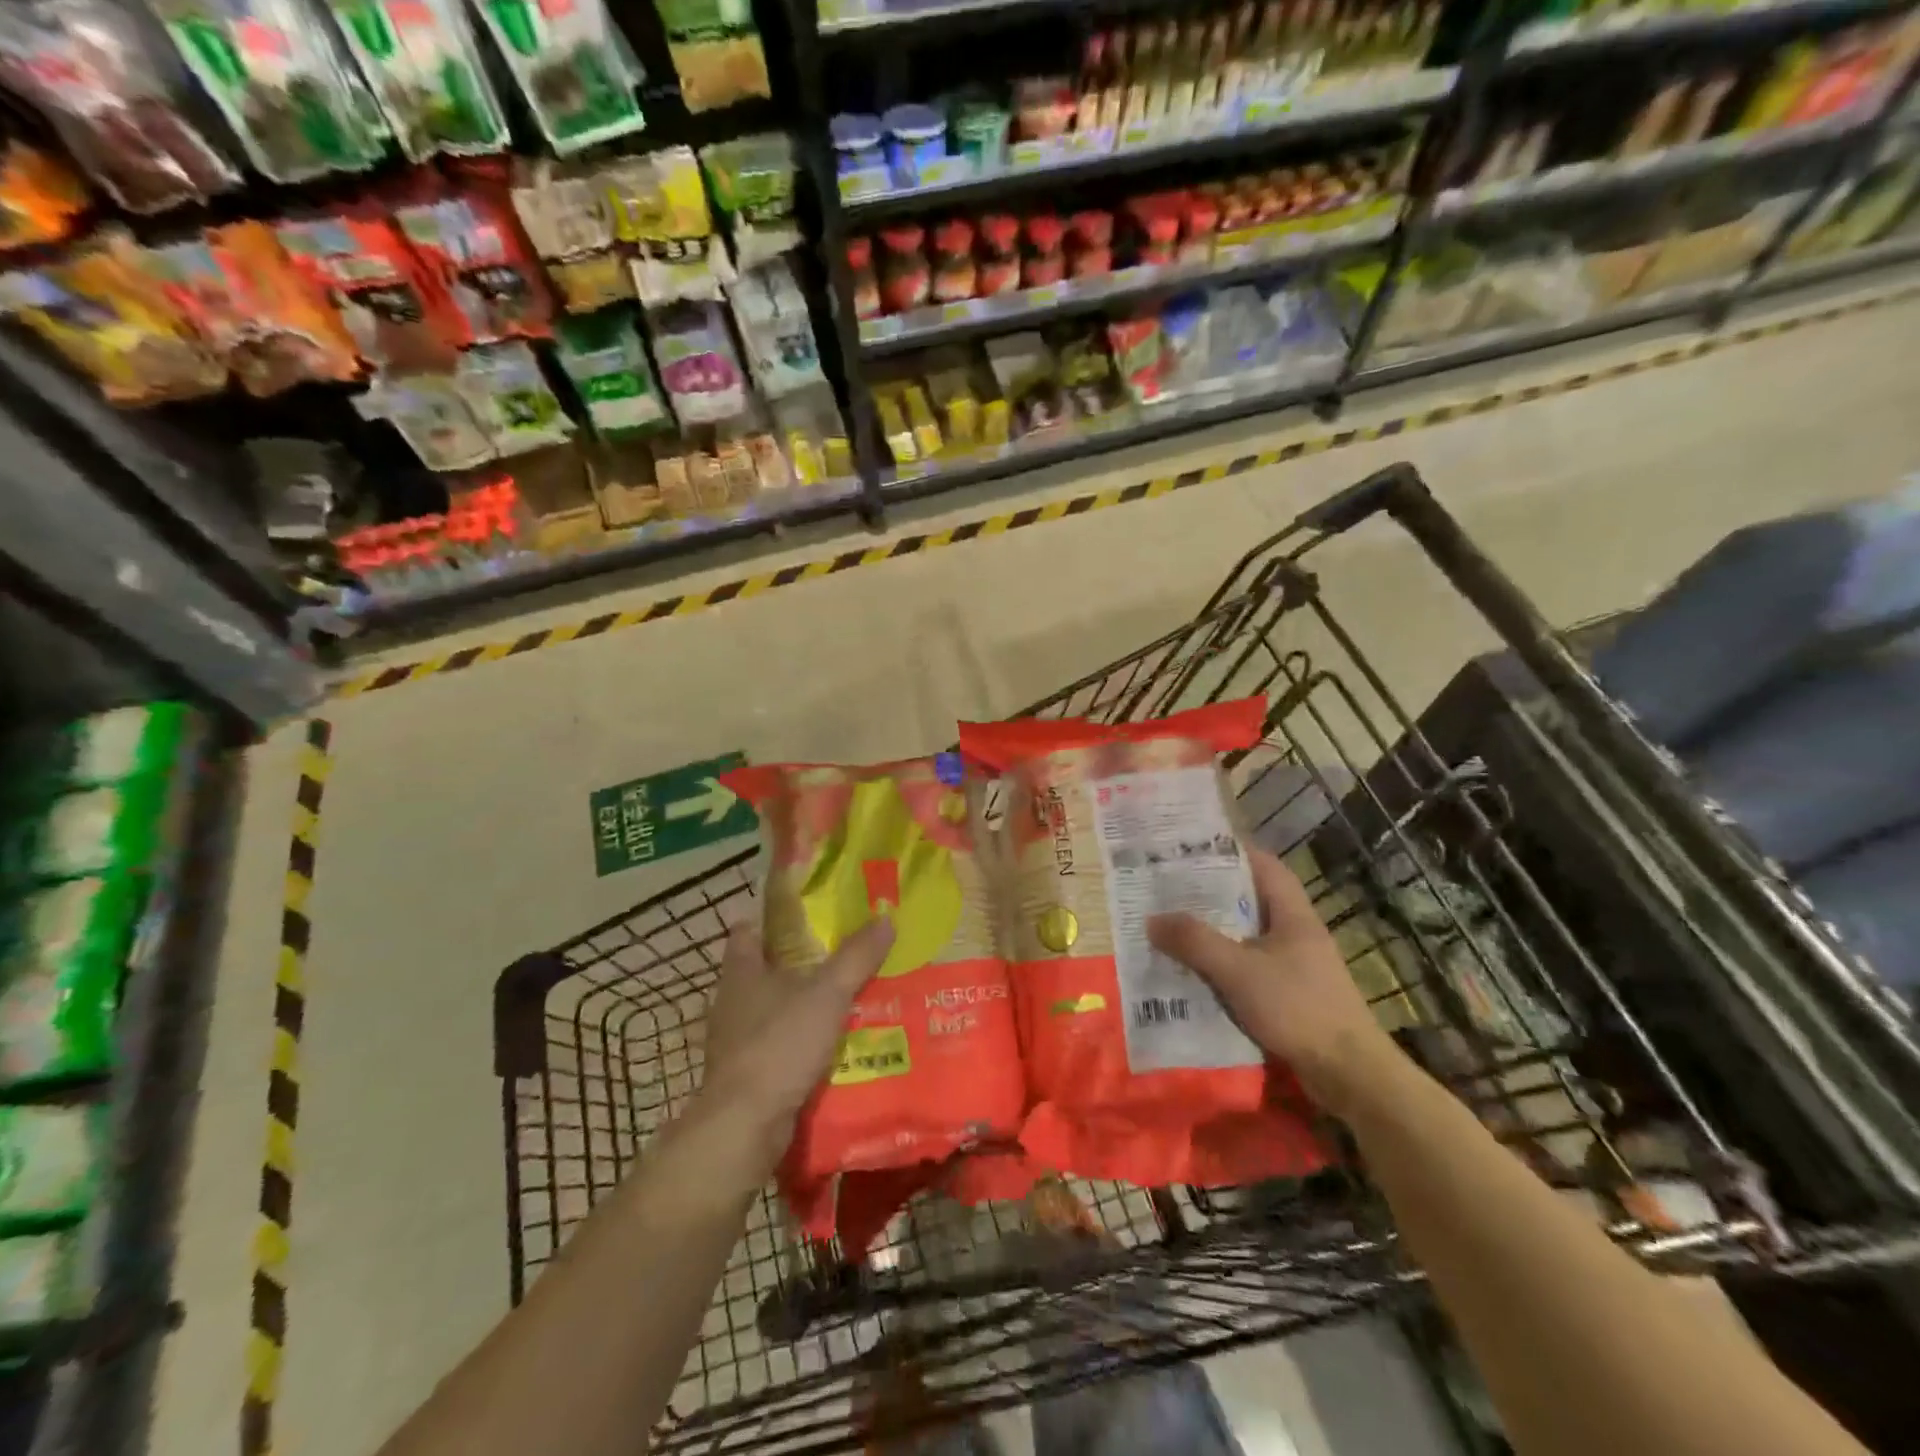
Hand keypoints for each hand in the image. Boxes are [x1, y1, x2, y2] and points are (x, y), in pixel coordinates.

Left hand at [698, 918, 894, 1164]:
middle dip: (794, 964)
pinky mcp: (744, 1077)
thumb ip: (856, 957)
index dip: (770, 920)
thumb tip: (886, 917)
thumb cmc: (780, 1044)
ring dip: (799, 1007)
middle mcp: (732, 1002)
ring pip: (770, 1012)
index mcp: (741, 972)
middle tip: (836, 956)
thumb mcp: (828, 994)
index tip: (802, 914)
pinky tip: (828, 1047)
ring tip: (842, 1001)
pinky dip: (798, 1045)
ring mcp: (735, 1042)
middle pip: (761, 972)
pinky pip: (776, 1048)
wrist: (745, 1126)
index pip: (747, 933)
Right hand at [1147, 848, 1400, 1119]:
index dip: (1231, 852)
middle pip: (1252, 900)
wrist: (1350, 1075)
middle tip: (1170, 889)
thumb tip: (1152, 919)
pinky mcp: (1292, 996)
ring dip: (1216, 933)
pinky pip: (1251, 968)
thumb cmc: (1298, 1009)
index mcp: (1293, 915)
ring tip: (1174, 928)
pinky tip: (1196, 974)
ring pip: (1249, 937)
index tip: (1192, 849)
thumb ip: (1195, 942)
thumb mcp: (1238, 971)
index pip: (1264, 866)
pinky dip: (1224, 966)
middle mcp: (1297, 934)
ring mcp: (1297, 966)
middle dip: (1212, 894)